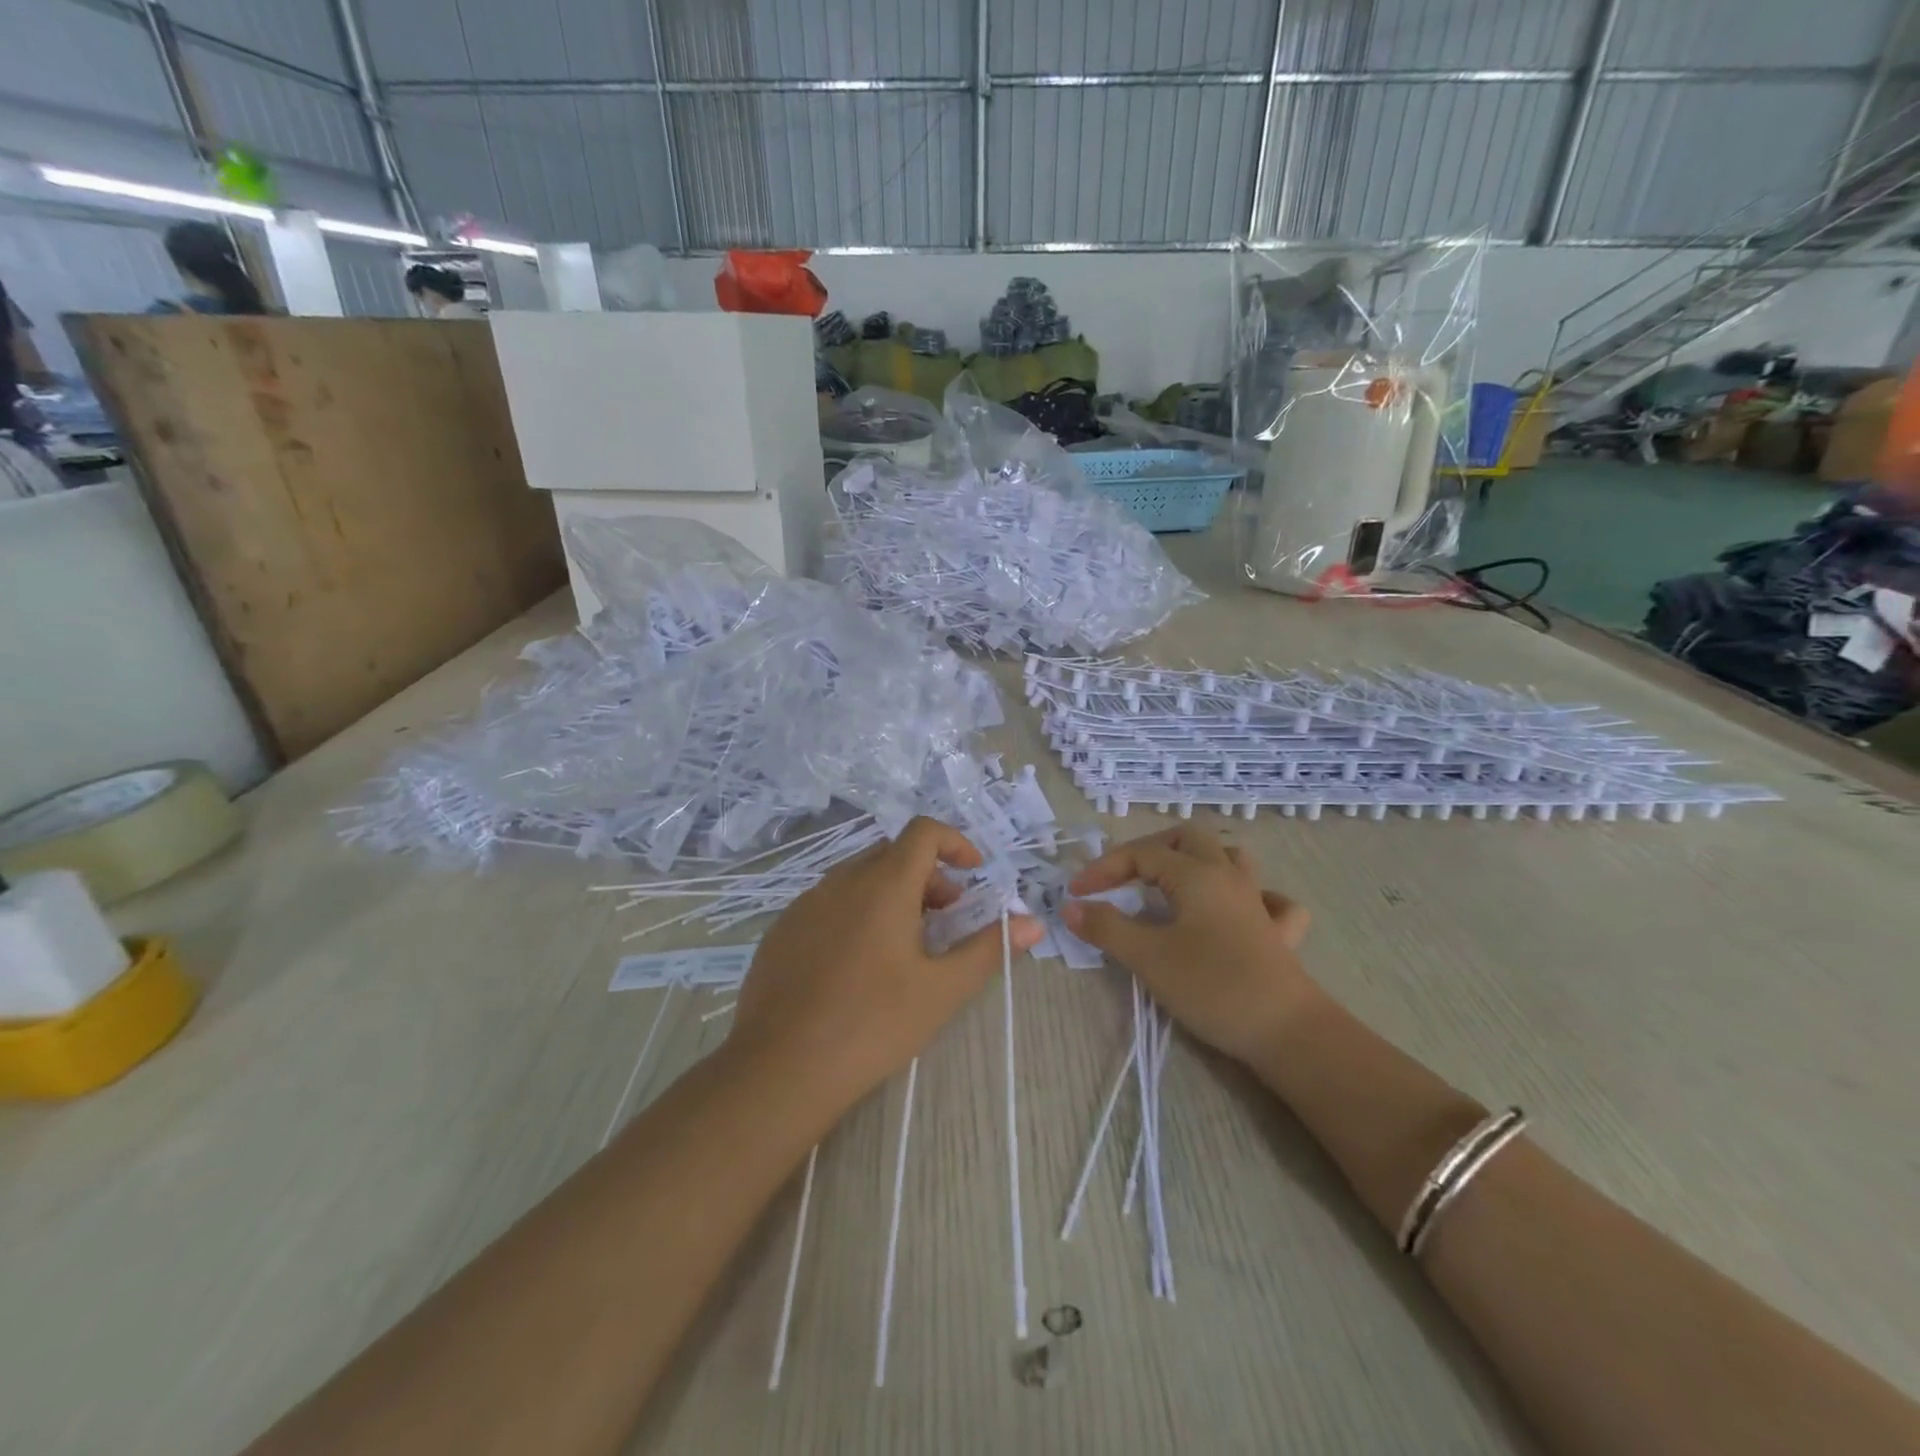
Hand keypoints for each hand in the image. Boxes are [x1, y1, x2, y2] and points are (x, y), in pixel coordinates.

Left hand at [731, 817, 1043, 1115]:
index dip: (955, 843)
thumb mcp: (941, 990)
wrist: (779, 1069)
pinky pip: (829, 902)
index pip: (923, 832)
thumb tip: (1032, 923)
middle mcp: (841, 881)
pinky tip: (858, 965)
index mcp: (883, 884)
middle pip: (893, 854)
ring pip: (859, 878)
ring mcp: (806, 903)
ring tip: (905, 944)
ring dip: (891, 893)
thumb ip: (989, 949)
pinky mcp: (782, 930)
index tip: (974, 875)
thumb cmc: (872, 1025)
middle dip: (927, 875)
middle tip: (945, 918)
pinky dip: (856, 912)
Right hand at [1062, 827, 1315, 1065]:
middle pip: (1187, 838)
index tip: (1076, 895)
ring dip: (1198, 860)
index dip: (1104, 869)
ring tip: (1174, 881)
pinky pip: (1269, 899)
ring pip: (1230, 857)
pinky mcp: (1278, 933)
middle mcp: (1228, 876)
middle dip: (1148, 850)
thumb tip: (1071, 906)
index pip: (1141, 855)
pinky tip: (1237, 911)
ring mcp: (1258, 902)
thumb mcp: (1148, 957)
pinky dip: (1249, 895)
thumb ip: (1106, 927)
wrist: (1287, 1032)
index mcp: (1196, 874)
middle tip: (1121, 878)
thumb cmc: (1212, 987)